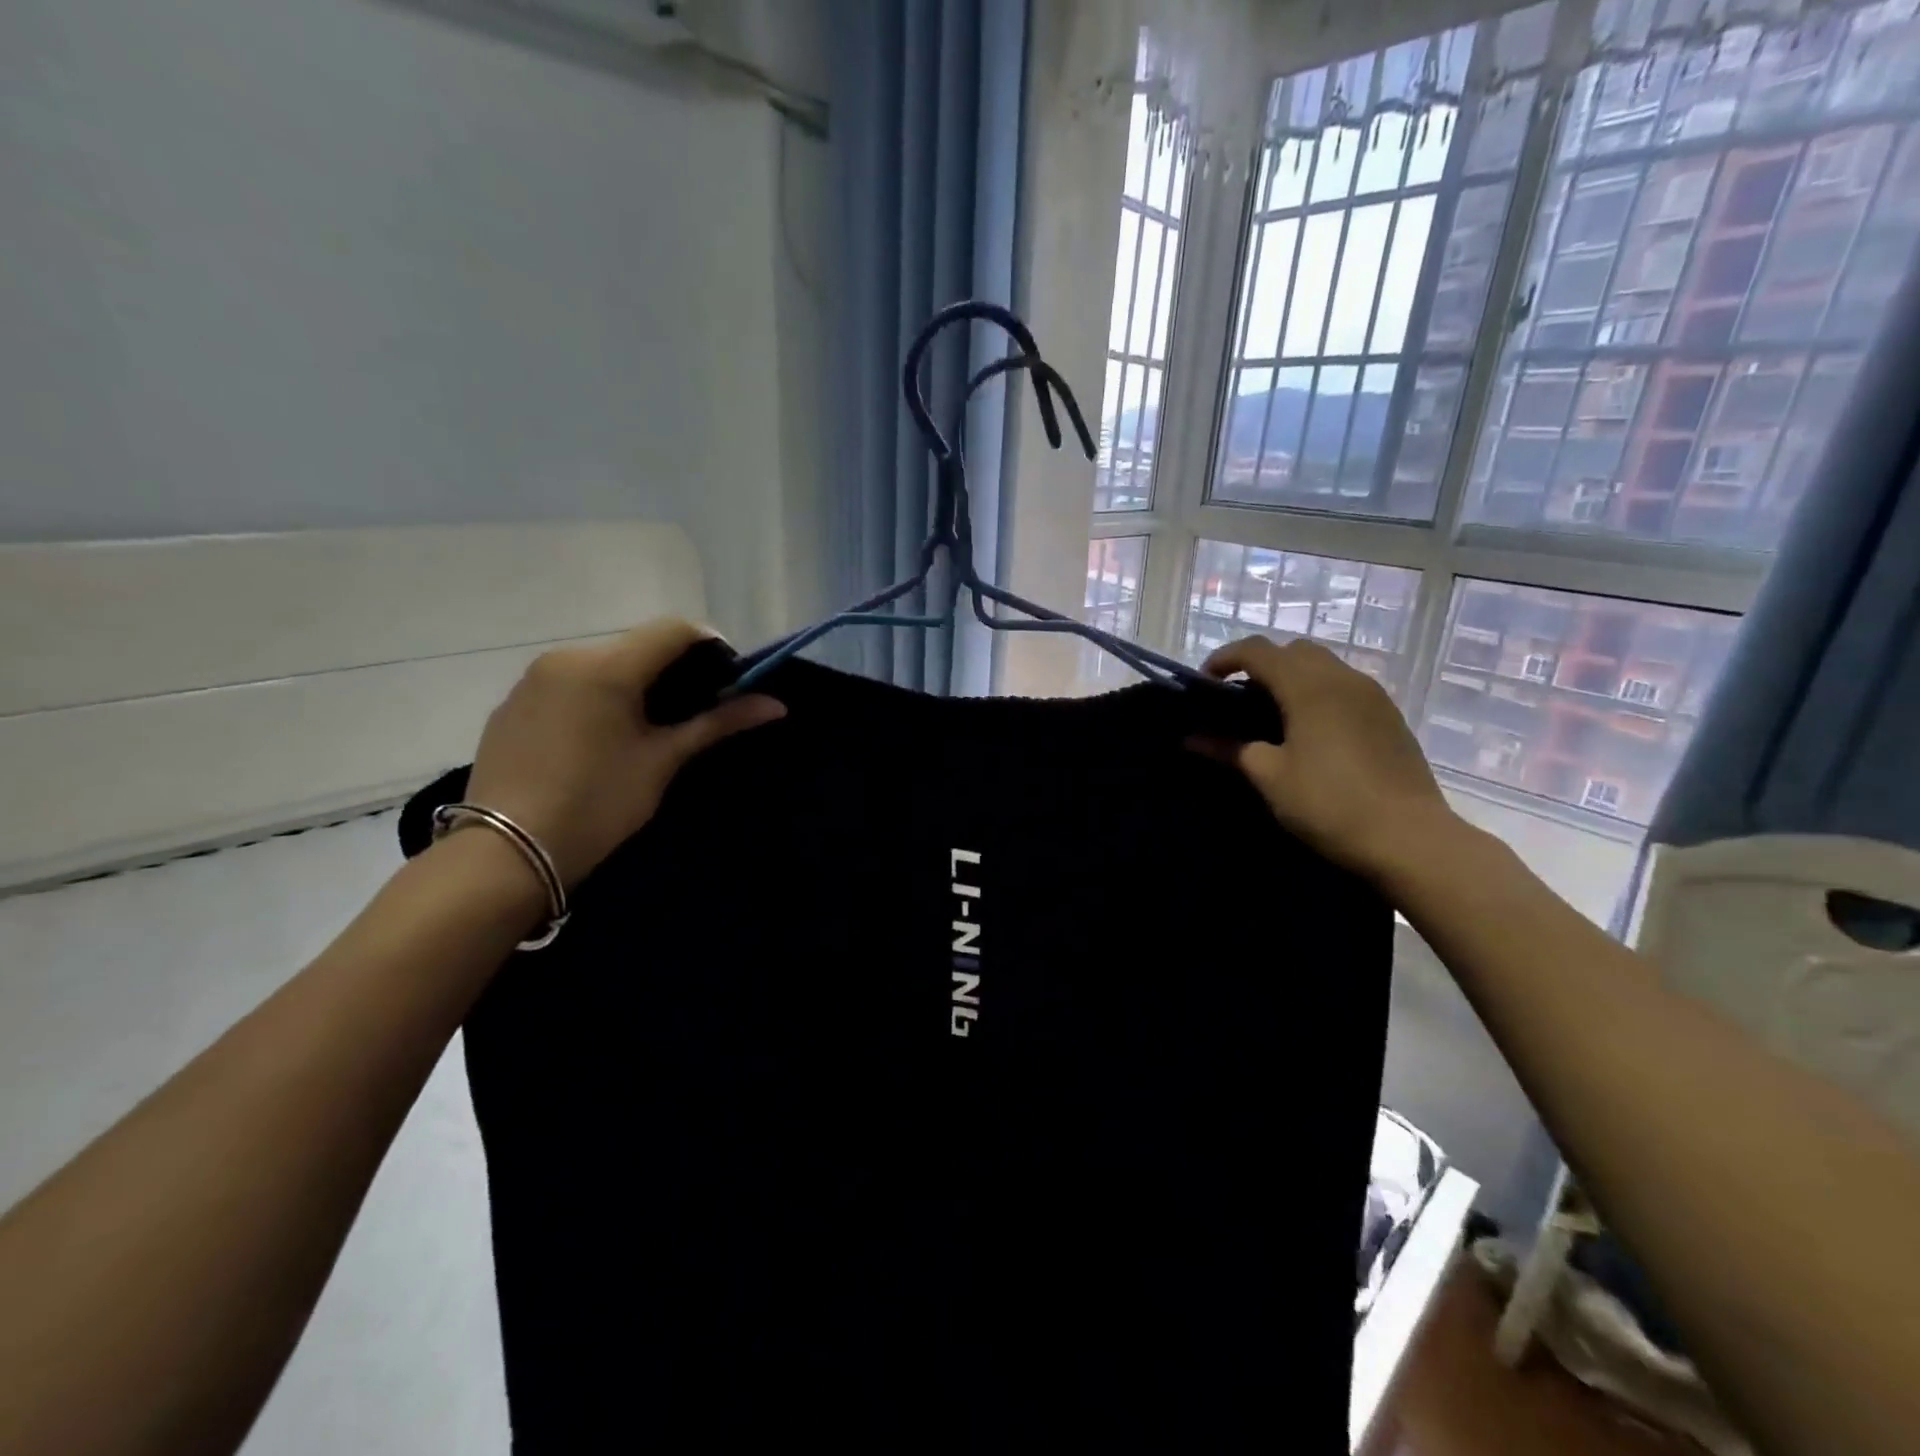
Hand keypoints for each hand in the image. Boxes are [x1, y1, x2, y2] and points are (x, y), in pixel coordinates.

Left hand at [462, 620, 784, 886]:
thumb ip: (717, 723)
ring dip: (634, 683)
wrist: (506, 854)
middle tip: (693, 712)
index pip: (674, 629)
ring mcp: (532, 679)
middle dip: (673, 669)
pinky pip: (568, 684)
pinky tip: (599, 741)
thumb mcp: (663, 761)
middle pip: (637, 645)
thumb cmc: (598, 804)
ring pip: (602, 663)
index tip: (728, 682)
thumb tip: (776, 704)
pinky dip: (596, 697)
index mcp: (607, 666)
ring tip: (646, 730)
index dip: (710, 647)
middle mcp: (566, 657)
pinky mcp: (511, 704)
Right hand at [1200, 636, 1459, 882]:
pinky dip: (1318, 694)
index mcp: (1308, 686)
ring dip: (1292, 678)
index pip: (1258, 650)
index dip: (1225, 658)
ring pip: (1323, 666)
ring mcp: (1372, 695)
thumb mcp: (1270, 777)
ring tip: (1272, 717)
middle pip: (1293, 651)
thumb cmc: (1329, 803)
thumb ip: (1230, 749)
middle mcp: (1342, 678)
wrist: (1409, 838)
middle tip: (1237, 700)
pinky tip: (1310, 732)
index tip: (1203, 683)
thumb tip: (1192, 738)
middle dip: (1261, 665)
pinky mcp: (1389, 716)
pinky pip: (1345, 687)